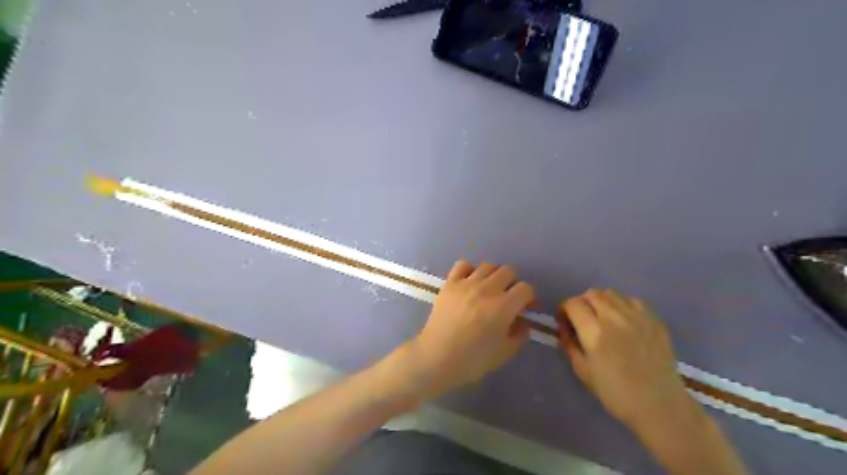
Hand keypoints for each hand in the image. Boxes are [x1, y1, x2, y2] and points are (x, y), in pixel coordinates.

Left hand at [407, 262, 530, 398]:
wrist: (436, 357)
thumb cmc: (472, 360)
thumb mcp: (504, 353)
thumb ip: (519, 334)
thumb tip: (523, 322)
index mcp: (503, 306)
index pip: (525, 289)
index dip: (529, 298)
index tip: (526, 308)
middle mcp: (487, 289)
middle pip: (508, 271)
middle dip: (513, 284)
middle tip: (509, 298)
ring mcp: (466, 283)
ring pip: (488, 266)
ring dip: (494, 276)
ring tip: (490, 289)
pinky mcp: (450, 283)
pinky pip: (463, 265)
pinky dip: (470, 270)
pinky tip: (470, 282)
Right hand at [557, 290, 694, 429]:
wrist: (659, 406)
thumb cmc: (615, 393)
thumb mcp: (582, 371)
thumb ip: (570, 344)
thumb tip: (564, 328)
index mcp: (594, 332)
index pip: (573, 304)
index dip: (564, 309)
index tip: (564, 320)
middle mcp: (614, 317)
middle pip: (591, 293)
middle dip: (582, 302)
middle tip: (582, 318)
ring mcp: (637, 316)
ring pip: (611, 293)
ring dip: (602, 301)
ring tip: (603, 317)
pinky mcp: (654, 320)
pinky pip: (633, 301)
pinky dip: (623, 305)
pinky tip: (625, 321)